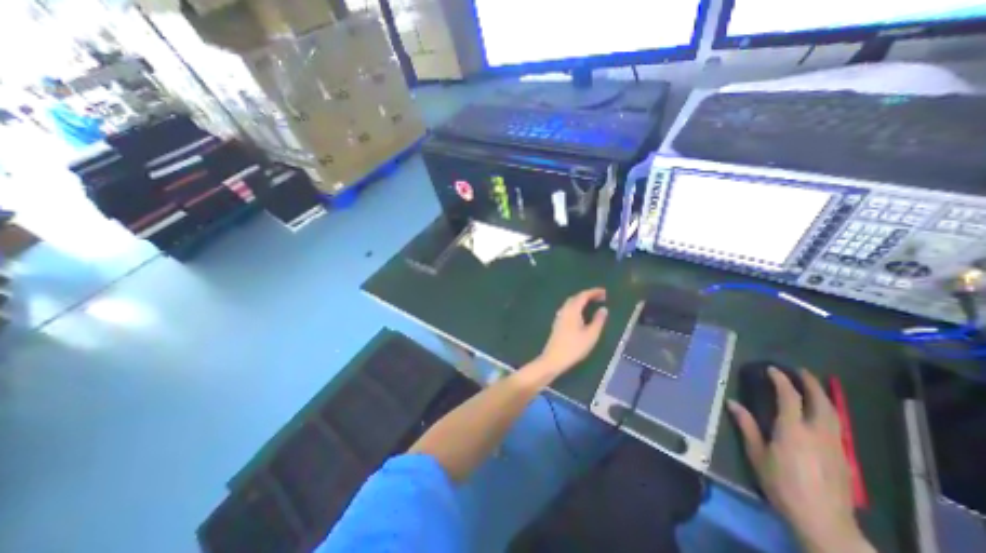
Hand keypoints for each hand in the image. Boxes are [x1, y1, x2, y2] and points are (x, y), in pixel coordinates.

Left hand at [536, 286, 605, 378]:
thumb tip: (603, 309)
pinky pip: (568, 309)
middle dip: (588, 295)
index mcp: (572, 310)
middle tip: (600, 297)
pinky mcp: (557, 323)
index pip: (583, 295)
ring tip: (592, 304)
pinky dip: (576, 307)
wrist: (553, 359)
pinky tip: (581, 314)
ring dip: (581, 301)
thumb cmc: (574, 347)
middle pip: (575, 297)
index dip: (594, 292)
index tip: (604, 292)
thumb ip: (598, 321)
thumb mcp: (591, 335)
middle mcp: (564, 310)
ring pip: (570, 303)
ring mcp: (559, 317)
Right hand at [723, 367, 867, 552]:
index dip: (781, 380)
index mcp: (792, 430)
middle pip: (820, 402)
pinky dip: (829, 413)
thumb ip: (747, 426)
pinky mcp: (843, 457)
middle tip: (801, 371)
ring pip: (834, 414)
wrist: (823, 521)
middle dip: (811, 384)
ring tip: (814, 387)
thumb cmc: (781, 484)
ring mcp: (835, 445)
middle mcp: (817, 433)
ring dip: (824, 396)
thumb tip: (732, 403)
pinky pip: (837, 427)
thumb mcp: (757, 455)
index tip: (772, 369)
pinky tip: (822, 414)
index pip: (789, 397)